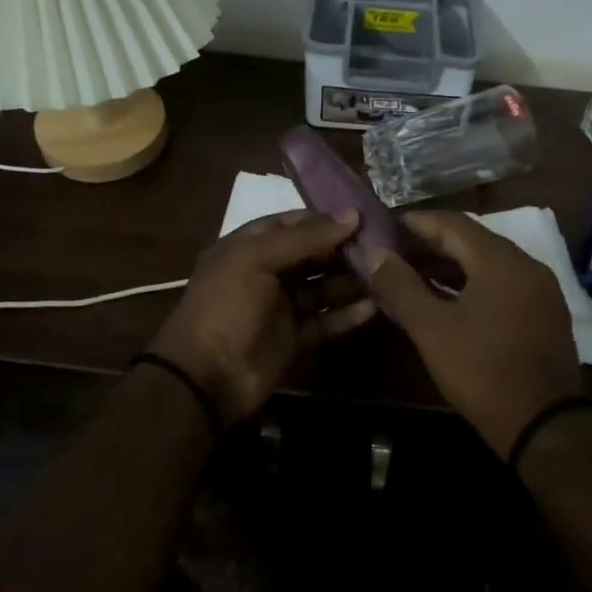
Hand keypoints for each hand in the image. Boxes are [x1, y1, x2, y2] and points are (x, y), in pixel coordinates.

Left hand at [147, 209, 375, 424]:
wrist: (206, 377)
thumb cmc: (227, 305)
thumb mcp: (257, 259)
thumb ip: (305, 237)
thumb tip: (352, 215)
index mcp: (248, 247)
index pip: (291, 223)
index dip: (324, 218)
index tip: (362, 216)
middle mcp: (265, 272)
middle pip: (311, 254)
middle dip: (343, 249)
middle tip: (383, 245)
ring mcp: (279, 307)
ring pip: (321, 288)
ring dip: (349, 281)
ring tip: (385, 274)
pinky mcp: (293, 338)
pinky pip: (324, 321)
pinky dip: (346, 315)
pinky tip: (373, 307)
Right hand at [369, 212, 582, 457]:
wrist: (543, 423)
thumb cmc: (482, 370)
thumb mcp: (431, 329)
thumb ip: (401, 287)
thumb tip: (377, 256)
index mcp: (500, 260)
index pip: (452, 223)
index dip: (416, 223)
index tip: (386, 226)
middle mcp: (526, 265)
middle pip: (472, 241)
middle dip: (432, 244)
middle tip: (395, 252)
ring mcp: (540, 290)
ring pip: (488, 264)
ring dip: (451, 266)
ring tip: (414, 275)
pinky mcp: (545, 314)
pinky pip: (503, 285)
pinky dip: (473, 285)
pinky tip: (448, 300)